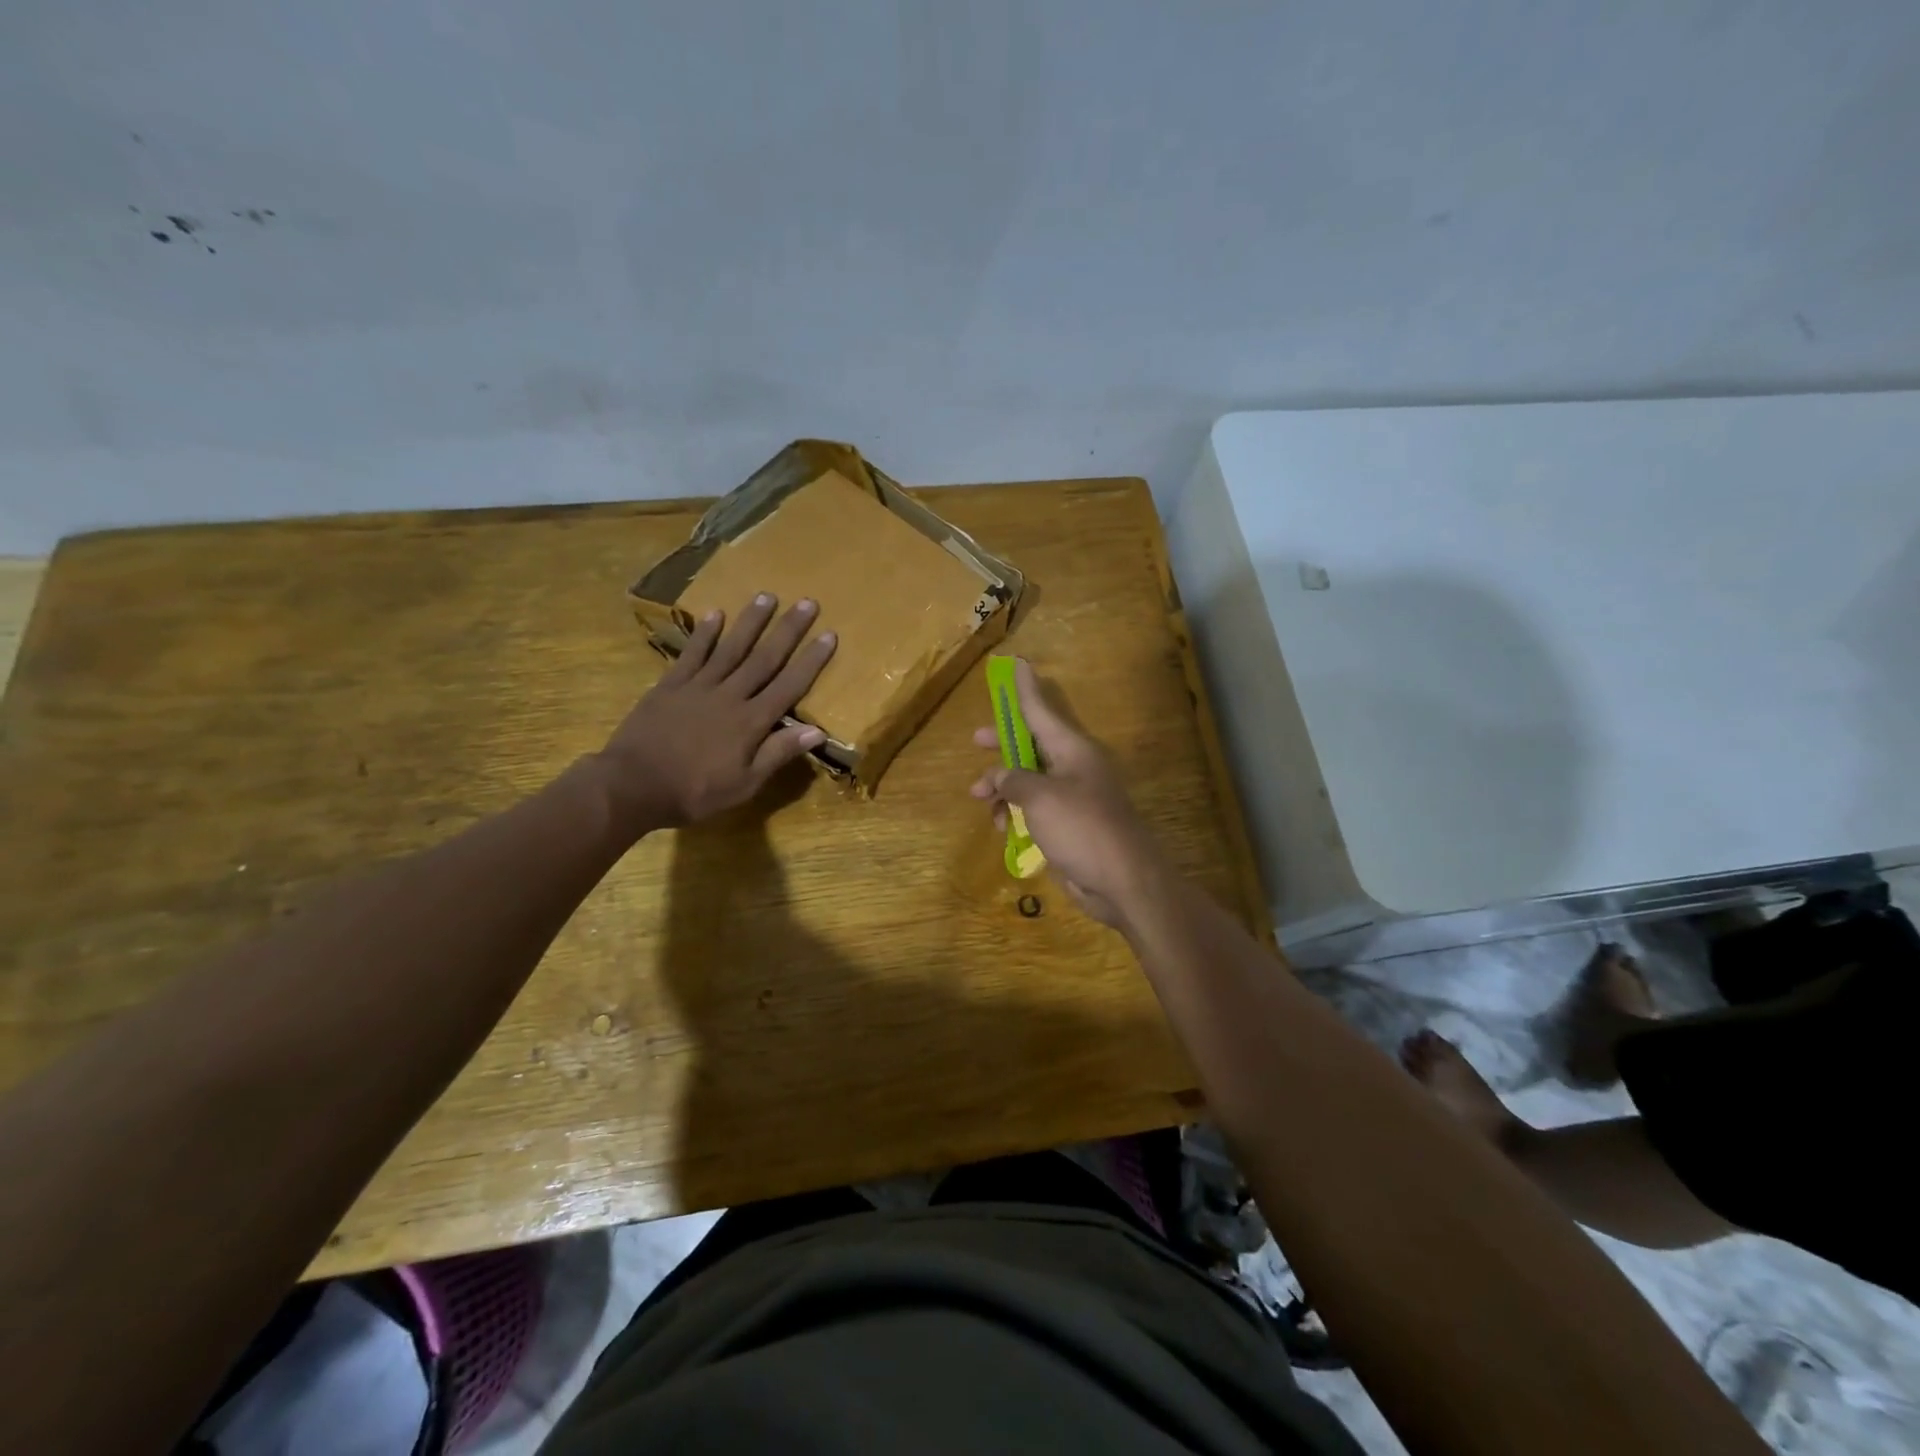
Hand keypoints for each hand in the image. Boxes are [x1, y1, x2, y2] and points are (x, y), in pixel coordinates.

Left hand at [597, 593, 836, 833]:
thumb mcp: (744, 784)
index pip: (789, 686)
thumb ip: (777, 753)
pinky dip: (704, 634)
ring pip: (730, 648)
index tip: (829, 635)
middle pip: (764, 658)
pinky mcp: (670, 685)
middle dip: (788, 630)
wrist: (632, 786)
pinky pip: (691, 654)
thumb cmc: (694, 792)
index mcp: (751, 722)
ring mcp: (698, 687)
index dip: (811, 661)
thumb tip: (817, 730)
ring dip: (750, 621)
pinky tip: (715, 614)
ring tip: (767, 595)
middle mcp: (730, 696)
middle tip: (807, 602)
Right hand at [970, 658, 1167, 926]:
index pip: (1041, 710)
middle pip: (1031, 743)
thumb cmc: (1082, 828)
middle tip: (976, 740)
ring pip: (1028, 779)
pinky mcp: (1068, 824)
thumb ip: (1014, 780)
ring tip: (980, 800)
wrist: (1122, 880)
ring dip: (1002, 787)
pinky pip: (1034, 807)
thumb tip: (1000, 777)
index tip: (1017, 662)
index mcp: (1072, 749)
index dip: (1025, 688)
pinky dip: (1015, 812)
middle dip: (1002, 744)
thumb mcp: (1040, 797)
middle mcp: (1073, 766)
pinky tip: (1002, 828)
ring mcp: (1072, 796)